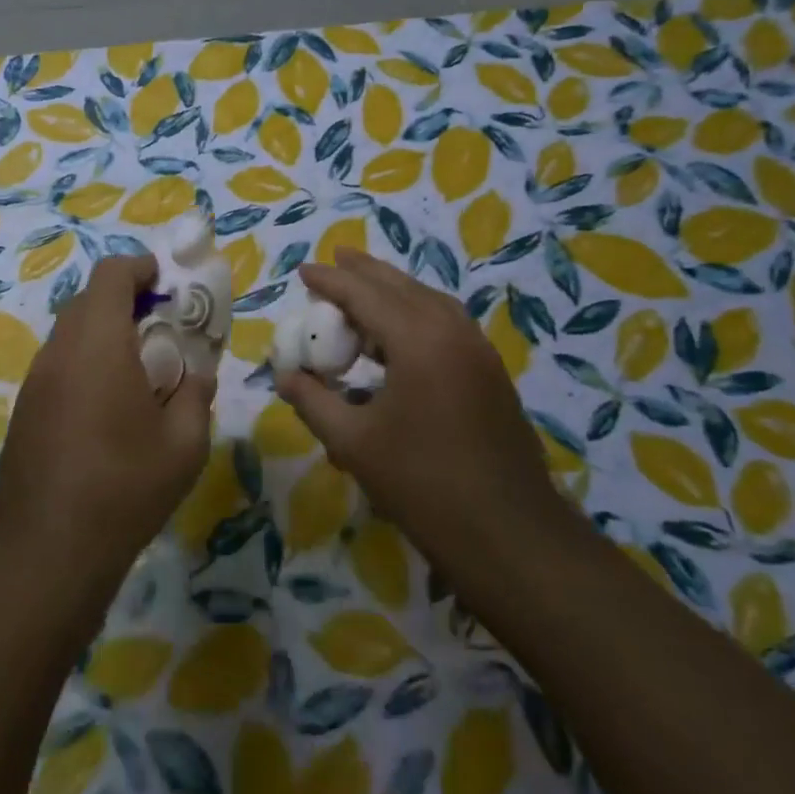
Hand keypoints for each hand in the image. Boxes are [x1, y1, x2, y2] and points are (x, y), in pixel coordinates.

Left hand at [0, 255, 215, 585]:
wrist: (49, 548)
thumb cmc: (126, 487)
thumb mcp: (184, 443)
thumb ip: (196, 393)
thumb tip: (197, 372)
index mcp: (99, 344)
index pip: (110, 275)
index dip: (140, 268)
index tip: (166, 284)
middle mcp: (60, 351)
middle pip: (88, 300)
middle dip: (125, 301)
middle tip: (160, 329)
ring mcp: (35, 381)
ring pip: (70, 333)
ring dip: (103, 333)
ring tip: (137, 371)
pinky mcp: (24, 409)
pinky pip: (58, 365)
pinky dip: (84, 363)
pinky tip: (105, 408)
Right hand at [275, 249, 571, 562]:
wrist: (509, 534)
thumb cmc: (423, 484)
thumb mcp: (353, 443)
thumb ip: (313, 401)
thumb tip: (284, 376)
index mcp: (419, 340)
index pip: (365, 295)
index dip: (331, 281)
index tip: (304, 271)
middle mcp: (453, 332)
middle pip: (402, 287)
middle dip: (365, 273)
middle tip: (335, 259)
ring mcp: (479, 351)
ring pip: (430, 301)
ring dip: (394, 291)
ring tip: (364, 291)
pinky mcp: (491, 373)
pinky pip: (447, 324)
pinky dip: (417, 314)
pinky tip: (401, 334)